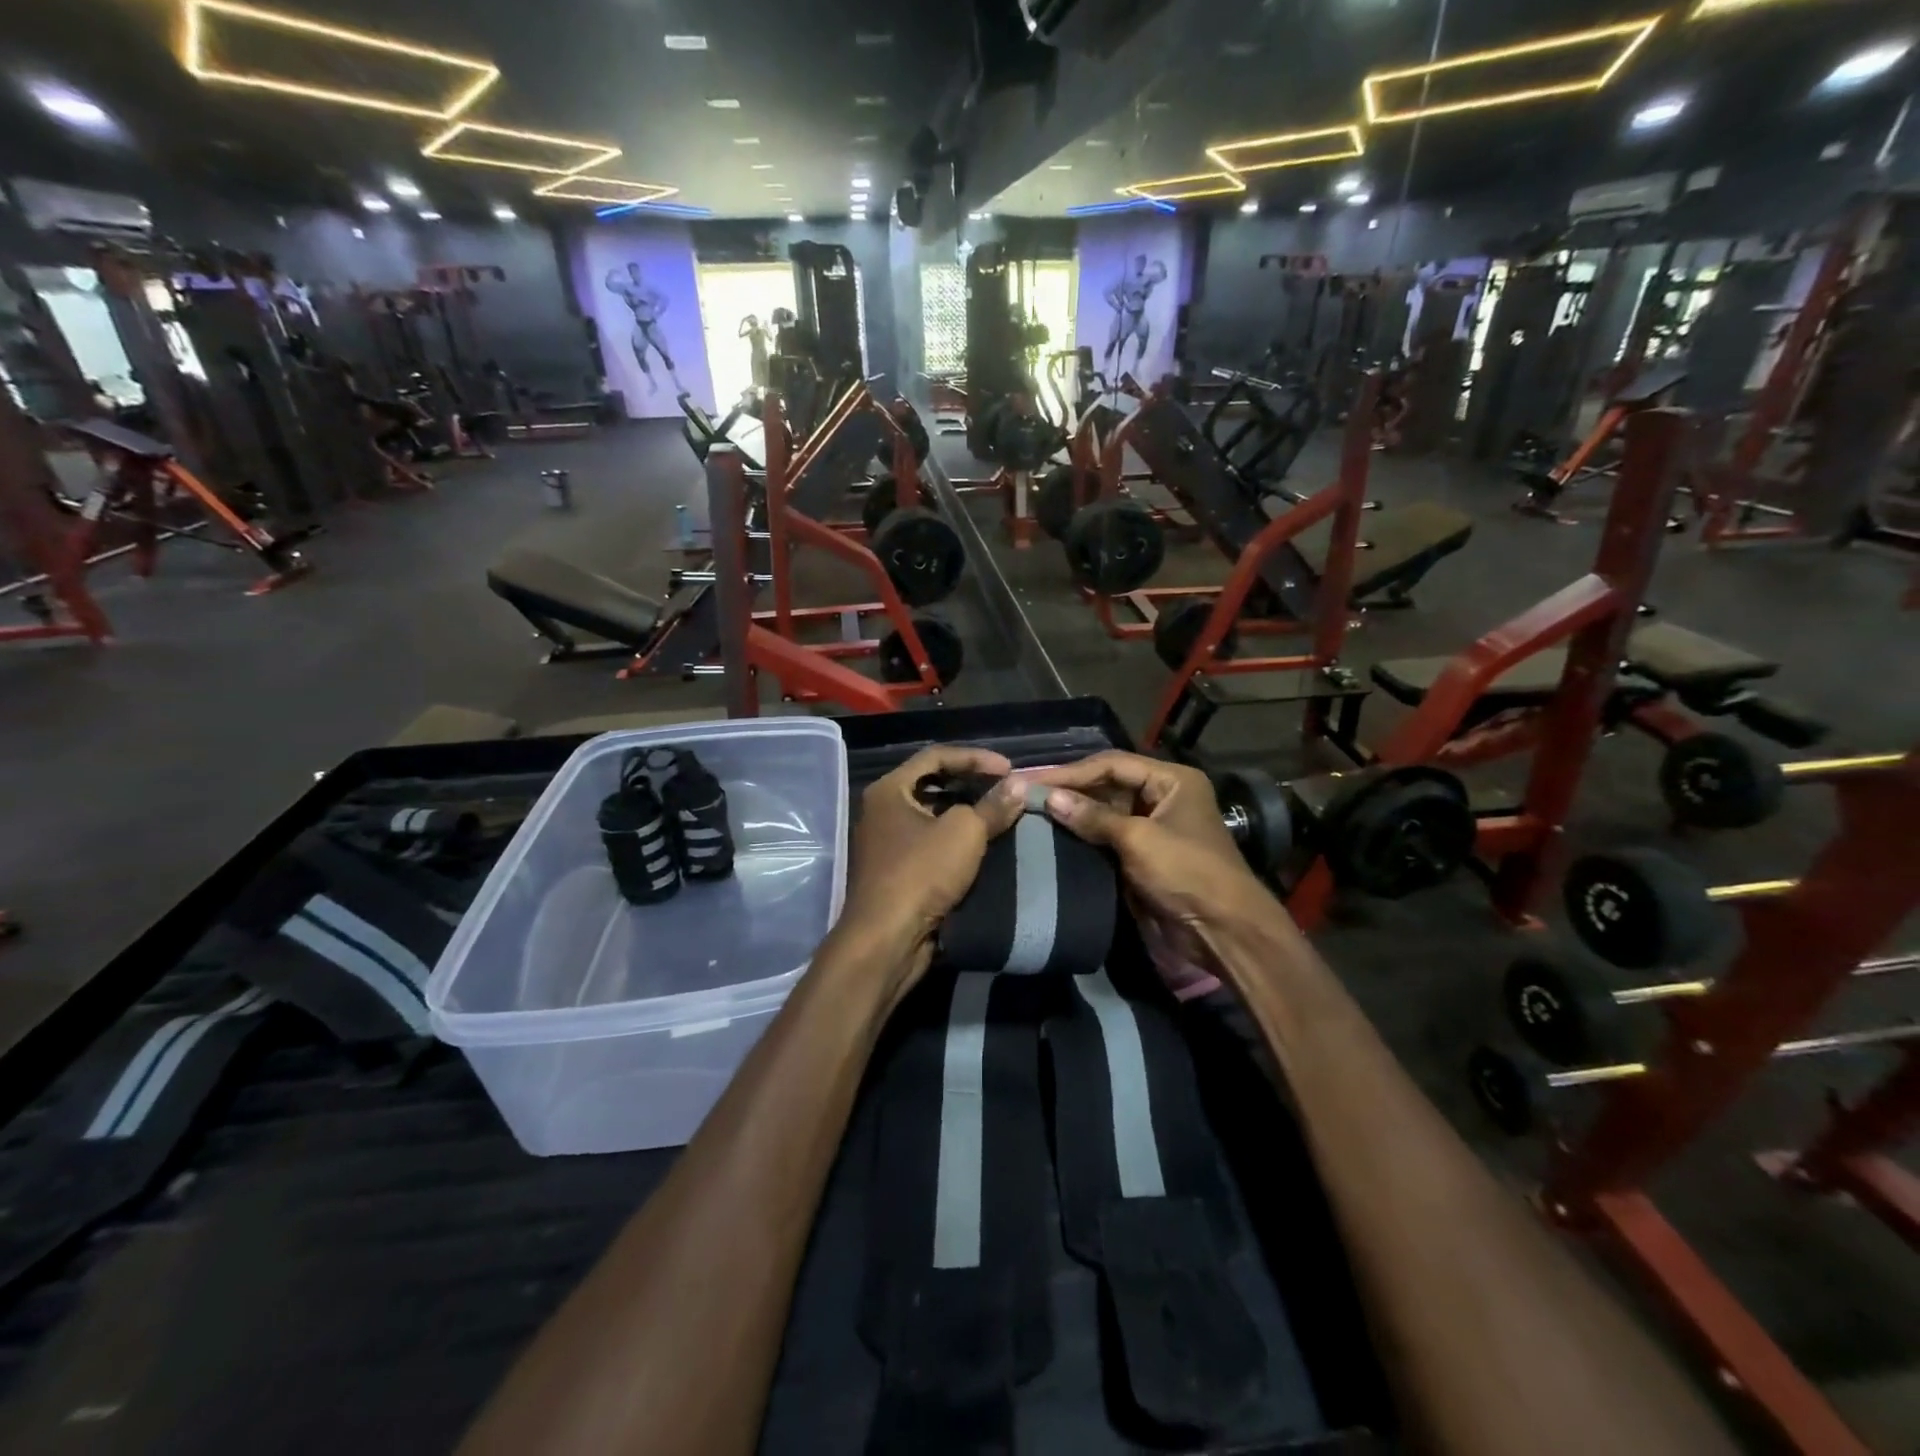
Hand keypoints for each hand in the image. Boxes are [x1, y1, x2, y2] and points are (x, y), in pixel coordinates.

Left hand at [833, 746, 1027, 985]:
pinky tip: (982, 846)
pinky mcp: (895, 871)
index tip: (1009, 769)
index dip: (975, 757)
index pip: (935, 756)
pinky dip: (955, 839)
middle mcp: (882, 810)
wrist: (886, 939)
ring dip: (965, 813)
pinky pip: (929, 843)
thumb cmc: (920, 873)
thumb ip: (993, 806)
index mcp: (888, 790)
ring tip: (999, 815)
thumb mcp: (964, 833)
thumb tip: (1019, 785)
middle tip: (1004, 789)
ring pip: (931, 815)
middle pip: (931, 784)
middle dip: (970, 783)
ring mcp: (886, 842)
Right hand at [1031, 752, 1269, 931]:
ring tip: (1030, 812)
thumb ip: (1093, 817)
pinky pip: (1106, 838)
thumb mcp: (1139, 840)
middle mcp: (1161, 797)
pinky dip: (1082, 836)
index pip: (1112, 764)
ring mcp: (1151, 828)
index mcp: (1171, 781)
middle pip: (1107, 785)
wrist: (1222, 933)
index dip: (1071, 772)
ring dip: (1073, 813)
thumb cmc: (1187, 873)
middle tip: (1025, 794)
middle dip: (1069, 789)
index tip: (1032, 781)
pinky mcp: (1141, 857)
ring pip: (1104, 812)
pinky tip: (1052, 835)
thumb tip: (1048, 798)